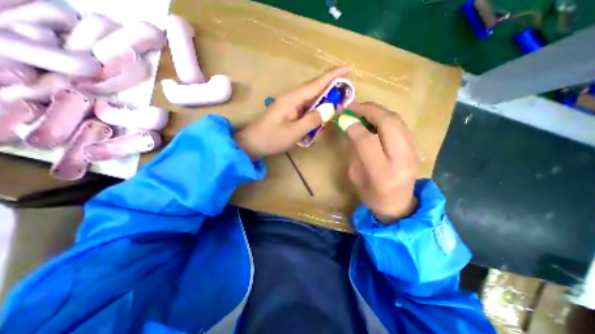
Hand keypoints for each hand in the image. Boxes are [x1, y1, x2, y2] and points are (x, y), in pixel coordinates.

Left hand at [237, 66, 348, 158]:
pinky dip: (314, 114)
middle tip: (346, 96)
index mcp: (292, 99)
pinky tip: (319, 123)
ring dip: (323, 105)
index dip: (332, 76)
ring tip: (335, 110)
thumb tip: (328, 110)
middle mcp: (292, 98)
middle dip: (331, 91)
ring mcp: (290, 105)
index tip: (347, 69)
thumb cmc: (271, 138)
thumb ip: (312, 121)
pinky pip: (305, 110)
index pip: (316, 84)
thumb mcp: (293, 132)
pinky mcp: (289, 113)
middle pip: (315, 90)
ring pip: (311, 101)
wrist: (252, 144)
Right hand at [345, 101, 417, 221]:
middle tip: (354, 107)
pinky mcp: (417, 148)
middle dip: (369, 110)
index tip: (343, 118)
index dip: (353, 126)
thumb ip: (353, 150)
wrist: (398, 205)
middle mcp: (401, 160)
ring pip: (397, 120)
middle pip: (388, 123)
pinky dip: (386, 117)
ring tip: (362, 110)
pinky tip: (375, 119)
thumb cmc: (371, 195)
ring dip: (378, 111)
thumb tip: (350, 126)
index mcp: (381, 173)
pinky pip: (401, 125)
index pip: (367, 141)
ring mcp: (413, 153)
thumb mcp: (355, 176)